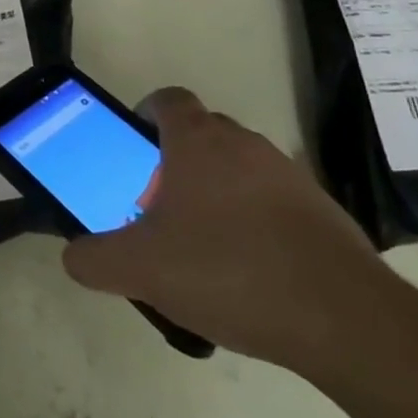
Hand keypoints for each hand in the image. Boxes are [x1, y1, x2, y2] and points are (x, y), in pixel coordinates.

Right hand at [61, 88, 388, 372]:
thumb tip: (74, 256)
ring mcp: (288, 174)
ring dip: (217, 194)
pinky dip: (256, 223)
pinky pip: (273, 202)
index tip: (134, 152)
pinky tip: (250, 274)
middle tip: (161, 209)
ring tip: (204, 249)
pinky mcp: (323, 210)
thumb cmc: (227, 270)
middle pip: (201, 134)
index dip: (145, 116)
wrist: (344, 318)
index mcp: (197, 140)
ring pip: (238, 169)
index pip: (167, 100)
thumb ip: (94, 259)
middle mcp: (243, 143)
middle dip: (176, 163)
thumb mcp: (141, 269)